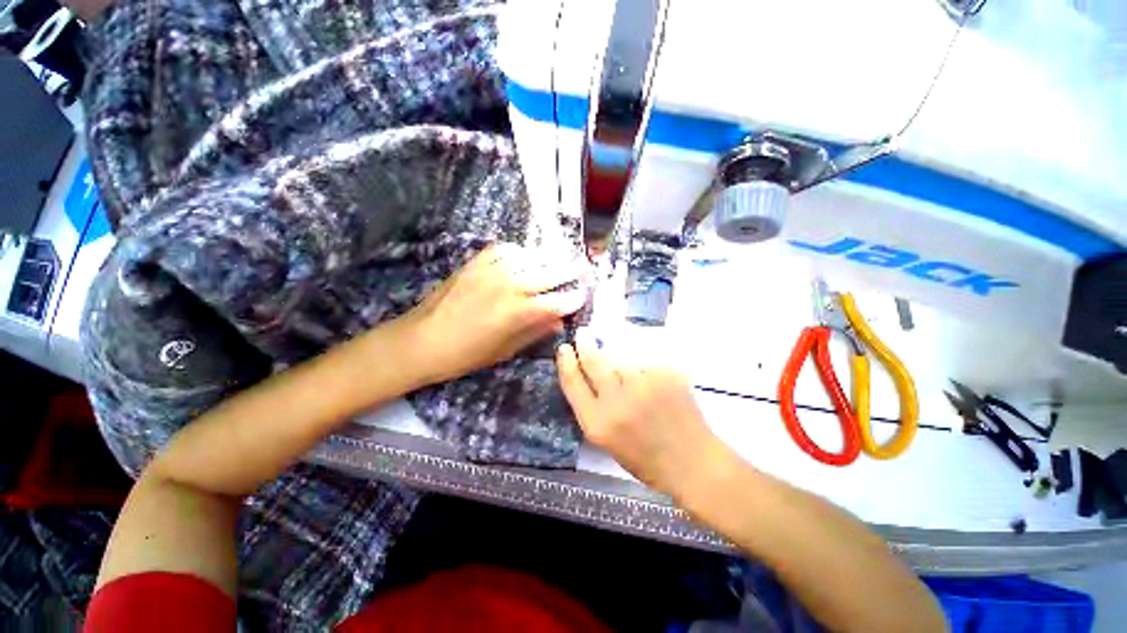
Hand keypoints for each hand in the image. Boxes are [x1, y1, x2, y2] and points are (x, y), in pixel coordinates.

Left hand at [404, 243, 587, 384]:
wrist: (421, 341)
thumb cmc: (465, 354)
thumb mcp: (505, 350)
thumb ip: (535, 332)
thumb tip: (558, 321)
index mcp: (519, 311)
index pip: (557, 301)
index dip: (573, 298)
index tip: (583, 296)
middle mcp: (511, 285)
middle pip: (550, 273)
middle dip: (570, 270)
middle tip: (584, 266)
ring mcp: (493, 270)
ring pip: (531, 257)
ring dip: (549, 258)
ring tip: (560, 258)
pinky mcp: (476, 262)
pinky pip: (505, 249)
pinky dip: (520, 252)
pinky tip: (525, 257)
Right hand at [556, 340, 733, 497]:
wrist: (692, 463)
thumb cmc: (645, 459)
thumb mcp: (607, 441)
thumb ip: (593, 408)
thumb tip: (587, 375)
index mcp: (598, 423)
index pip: (573, 382)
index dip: (566, 362)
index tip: (564, 349)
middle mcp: (617, 401)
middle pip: (594, 361)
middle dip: (585, 345)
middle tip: (583, 334)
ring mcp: (643, 385)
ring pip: (621, 359)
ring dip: (617, 359)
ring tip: (627, 374)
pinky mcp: (665, 375)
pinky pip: (644, 364)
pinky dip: (643, 369)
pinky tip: (652, 385)